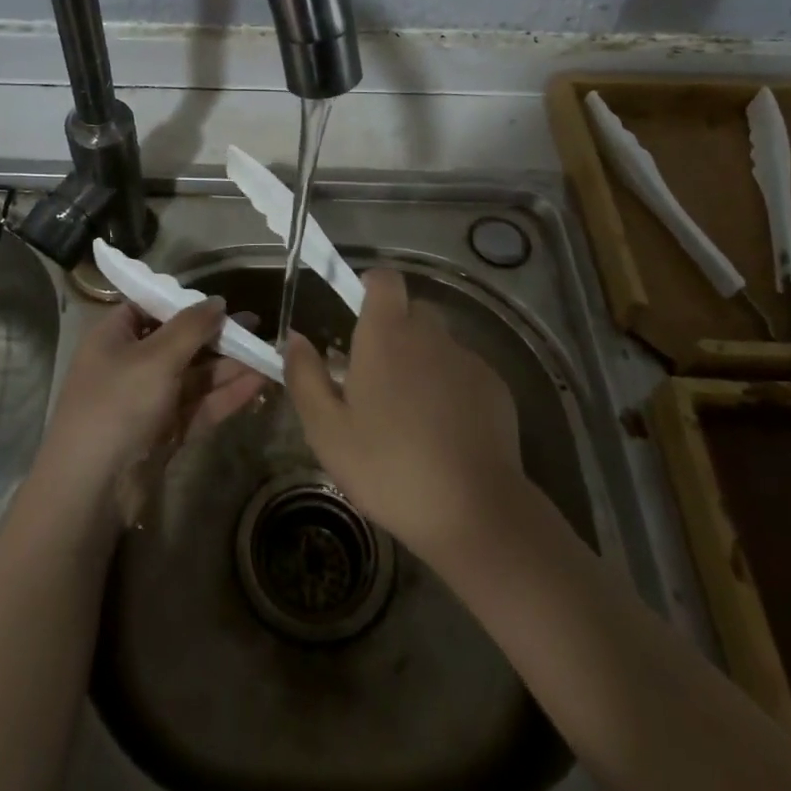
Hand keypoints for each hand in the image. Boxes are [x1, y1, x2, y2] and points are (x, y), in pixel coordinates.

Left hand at [39, 298, 266, 503]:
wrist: (92, 490)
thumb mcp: (155, 358)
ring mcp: (149, 400)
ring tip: (268, 352)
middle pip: (179, 341)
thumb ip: (191, 327)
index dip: (184, 303)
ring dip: (229, 365)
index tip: (221, 301)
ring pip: (195, 375)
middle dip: (217, 335)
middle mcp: (131, 364)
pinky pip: (200, 404)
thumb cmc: (118, 406)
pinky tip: (259, 382)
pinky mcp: (166, 431)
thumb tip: (218, 301)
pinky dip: (227, 394)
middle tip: (258, 325)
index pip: (150, 307)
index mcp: (115, 337)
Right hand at [285, 267, 524, 561]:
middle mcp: (430, 335)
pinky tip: (444, 431)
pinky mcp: (496, 387)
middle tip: (376, 375)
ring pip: (438, 343)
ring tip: (411, 412)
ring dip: (422, 361)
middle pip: (412, 310)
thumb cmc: (389, 468)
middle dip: (394, 330)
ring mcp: (467, 360)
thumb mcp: (327, 430)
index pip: (385, 279)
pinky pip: (464, 371)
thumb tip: (295, 338)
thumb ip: (305, 376)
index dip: (371, 285)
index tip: (357, 310)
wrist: (475, 511)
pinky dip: (451, 387)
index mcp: (386, 336)